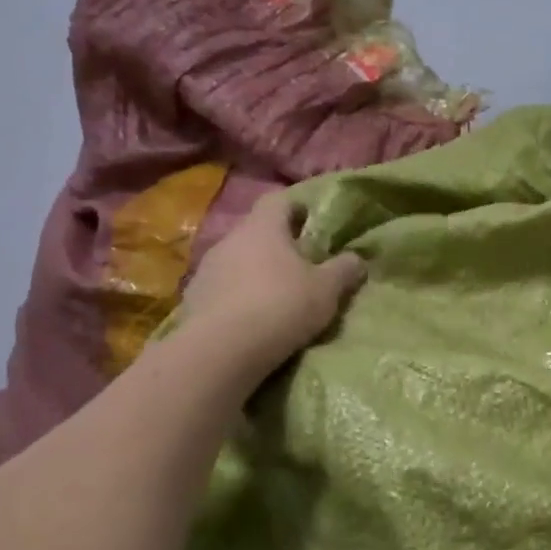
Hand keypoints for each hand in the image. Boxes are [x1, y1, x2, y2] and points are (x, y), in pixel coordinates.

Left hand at [181, 192, 366, 376]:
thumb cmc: (281, 305)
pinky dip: (236, 297)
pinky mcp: (193, 299)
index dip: (297, 207)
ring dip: (254, 272)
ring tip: (275, 296)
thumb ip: (344, 270)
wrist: (222, 349)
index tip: (312, 222)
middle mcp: (230, 239)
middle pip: (256, 232)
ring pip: (237, 261)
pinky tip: (250, 319)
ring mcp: (207, 268)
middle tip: (300, 264)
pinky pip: (221, 289)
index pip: (278, 200)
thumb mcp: (327, 290)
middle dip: (277, 244)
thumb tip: (357, 259)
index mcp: (263, 227)